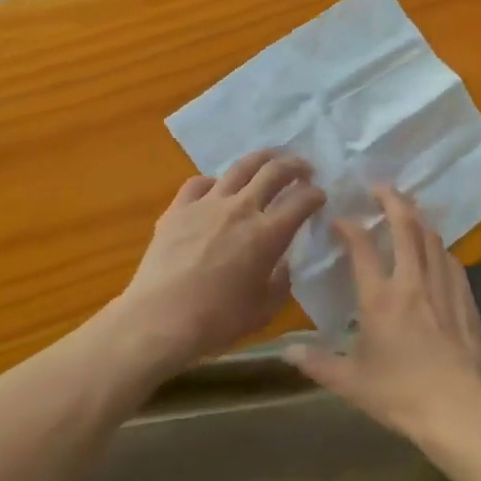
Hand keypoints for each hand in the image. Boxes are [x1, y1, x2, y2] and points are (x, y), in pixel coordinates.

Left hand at [116, 151, 325, 369]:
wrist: (160, 319)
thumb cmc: (217, 320)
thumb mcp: (264, 309)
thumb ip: (281, 281)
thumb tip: (283, 264)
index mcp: (268, 234)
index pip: (302, 201)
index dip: (316, 195)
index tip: (320, 196)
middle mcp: (241, 209)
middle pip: (274, 172)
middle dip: (295, 166)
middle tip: (303, 169)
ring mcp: (207, 204)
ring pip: (239, 168)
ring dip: (260, 159)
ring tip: (268, 160)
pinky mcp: (178, 209)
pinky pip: (199, 183)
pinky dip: (214, 182)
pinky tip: (216, 188)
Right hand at [286, 186, 480, 440]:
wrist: (457, 410)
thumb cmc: (399, 395)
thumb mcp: (350, 382)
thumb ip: (317, 363)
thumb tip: (286, 351)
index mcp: (379, 298)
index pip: (362, 247)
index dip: (350, 227)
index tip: (340, 219)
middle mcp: (412, 282)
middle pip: (406, 226)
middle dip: (392, 200)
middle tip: (380, 187)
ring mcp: (443, 288)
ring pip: (432, 239)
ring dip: (418, 219)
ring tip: (408, 209)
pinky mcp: (465, 300)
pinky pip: (451, 261)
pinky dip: (440, 247)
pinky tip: (437, 249)